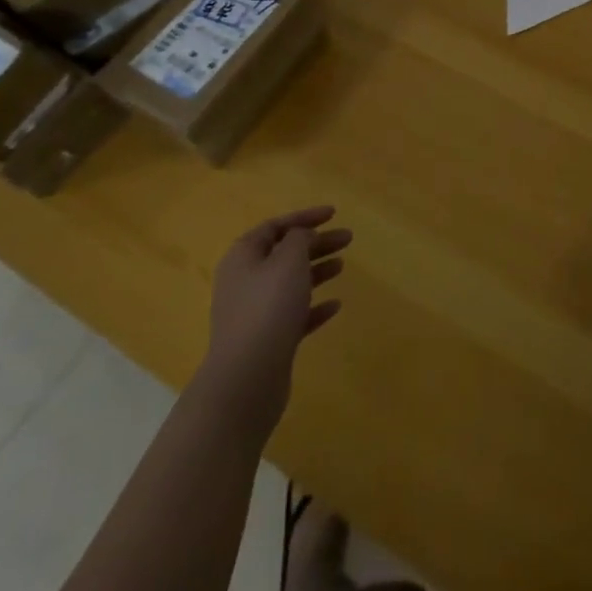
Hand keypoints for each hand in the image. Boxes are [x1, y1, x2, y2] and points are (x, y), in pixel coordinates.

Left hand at [204, 206, 349, 438]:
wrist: (247, 378)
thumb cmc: (268, 308)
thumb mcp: (288, 260)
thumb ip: (299, 239)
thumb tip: (302, 236)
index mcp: (243, 257)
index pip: (275, 226)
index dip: (304, 217)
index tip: (333, 213)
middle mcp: (245, 281)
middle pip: (284, 253)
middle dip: (316, 243)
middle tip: (348, 239)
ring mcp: (254, 312)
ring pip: (290, 283)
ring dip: (316, 271)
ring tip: (342, 266)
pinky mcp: (267, 339)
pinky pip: (293, 314)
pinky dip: (314, 306)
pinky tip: (335, 305)